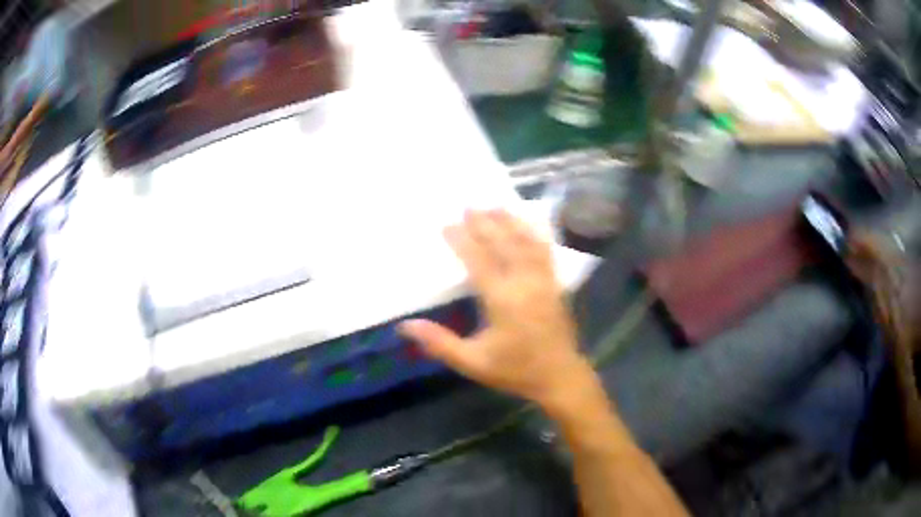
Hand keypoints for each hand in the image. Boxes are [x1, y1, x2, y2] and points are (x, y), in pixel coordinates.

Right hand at [399, 210, 592, 406]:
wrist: (559, 377)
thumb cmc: (515, 370)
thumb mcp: (472, 362)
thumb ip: (439, 343)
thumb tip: (405, 326)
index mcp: (503, 300)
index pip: (479, 261)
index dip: (462, 240)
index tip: (447, 224)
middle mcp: (525, 283)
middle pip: (503, 244)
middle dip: (485, 224)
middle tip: (469, 206)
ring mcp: (544, 281)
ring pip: (526, 243)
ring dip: (510, 223)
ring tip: (496, 207)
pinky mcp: (556, 285)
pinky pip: (545, 252)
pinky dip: (535, 235)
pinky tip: (528, 226)